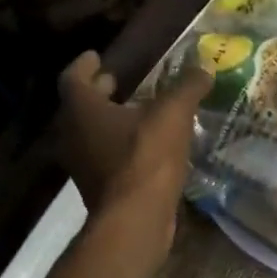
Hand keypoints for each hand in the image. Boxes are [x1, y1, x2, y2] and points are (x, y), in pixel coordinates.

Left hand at [57, 51, 210, 234]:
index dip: (84, 64)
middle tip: (116, 80)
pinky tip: (144, 145)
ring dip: (109, 119)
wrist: (134, 221)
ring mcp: (82, 165)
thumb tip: (203, 66)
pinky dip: (118, 144)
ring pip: (90, 133)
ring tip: (136, 111)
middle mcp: (72, 135)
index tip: (96, 57)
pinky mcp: (98, 188)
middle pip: (80, 106)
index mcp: (82, 110)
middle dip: (98, 91)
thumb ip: (187, 87)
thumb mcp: (173, 114)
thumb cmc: (145, 157)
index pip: (73, 77)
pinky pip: (103, 155)